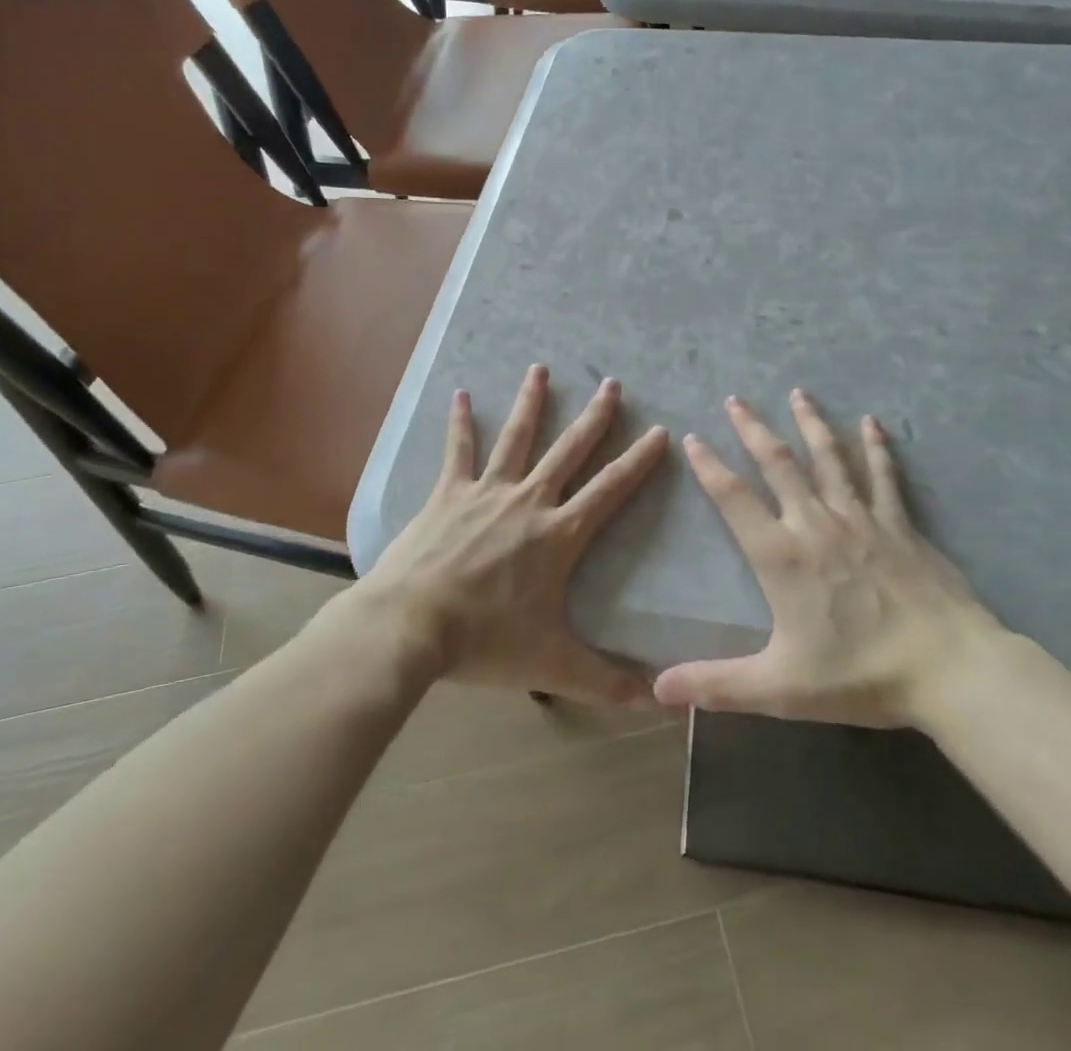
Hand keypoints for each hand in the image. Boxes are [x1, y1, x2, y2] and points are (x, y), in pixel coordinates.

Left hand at [360, 365, 668, 704]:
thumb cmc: (485, 642)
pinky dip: (460, 422)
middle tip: (612, 383)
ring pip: (516, 437)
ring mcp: (485, 492)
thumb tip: (657, 702)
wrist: (411, 627)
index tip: (659, 431)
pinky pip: (458, 451)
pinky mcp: (447, 494)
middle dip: (594, 417)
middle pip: (569, 450)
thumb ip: (605, 682)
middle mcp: (527, 501)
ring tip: (541, 368)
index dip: (638, 461)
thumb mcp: (552, 666)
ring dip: (532, 402)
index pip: (610, 490)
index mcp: (558, 535)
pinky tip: (460, 395)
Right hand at [653, 391, 1007, 730]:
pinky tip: (871, 422)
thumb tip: (656, 689)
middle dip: (754, 429)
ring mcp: (861, 518)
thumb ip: (716, 684)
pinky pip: (883, 475)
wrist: (950, 669)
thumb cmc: (860, 675)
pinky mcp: (898, 523)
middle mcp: (816, 523)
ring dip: (811, 423)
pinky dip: (875, 446)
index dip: (709, 467)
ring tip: (798, 393)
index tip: (692, 438)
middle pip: (778, 463)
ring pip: (829, 458)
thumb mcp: (780, 687)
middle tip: (736, 399)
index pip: (734, 499)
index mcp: (782, 556)